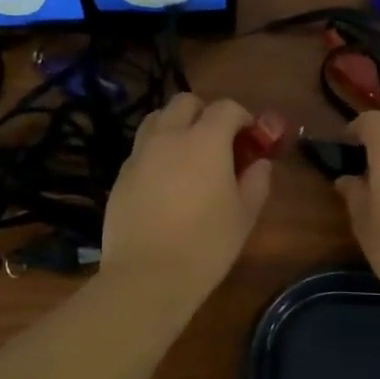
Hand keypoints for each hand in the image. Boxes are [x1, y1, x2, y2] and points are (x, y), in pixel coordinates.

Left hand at [100, 93, 272, 299]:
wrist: (147, 276)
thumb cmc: (206, 245)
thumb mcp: (244, 216)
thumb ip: (256, 182)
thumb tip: (259, 164)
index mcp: (205, 140)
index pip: (226, 108)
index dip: (242, 118)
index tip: (250, 139)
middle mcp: (169, 137)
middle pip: (185, 102)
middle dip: (204, 113)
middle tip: (217, 142)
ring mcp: (140, 154)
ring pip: (157, 119)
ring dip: (176, 126)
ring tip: (187, 155)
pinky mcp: (121, 175)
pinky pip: (141, 149)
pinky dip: (156, 152)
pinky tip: (165, 182)